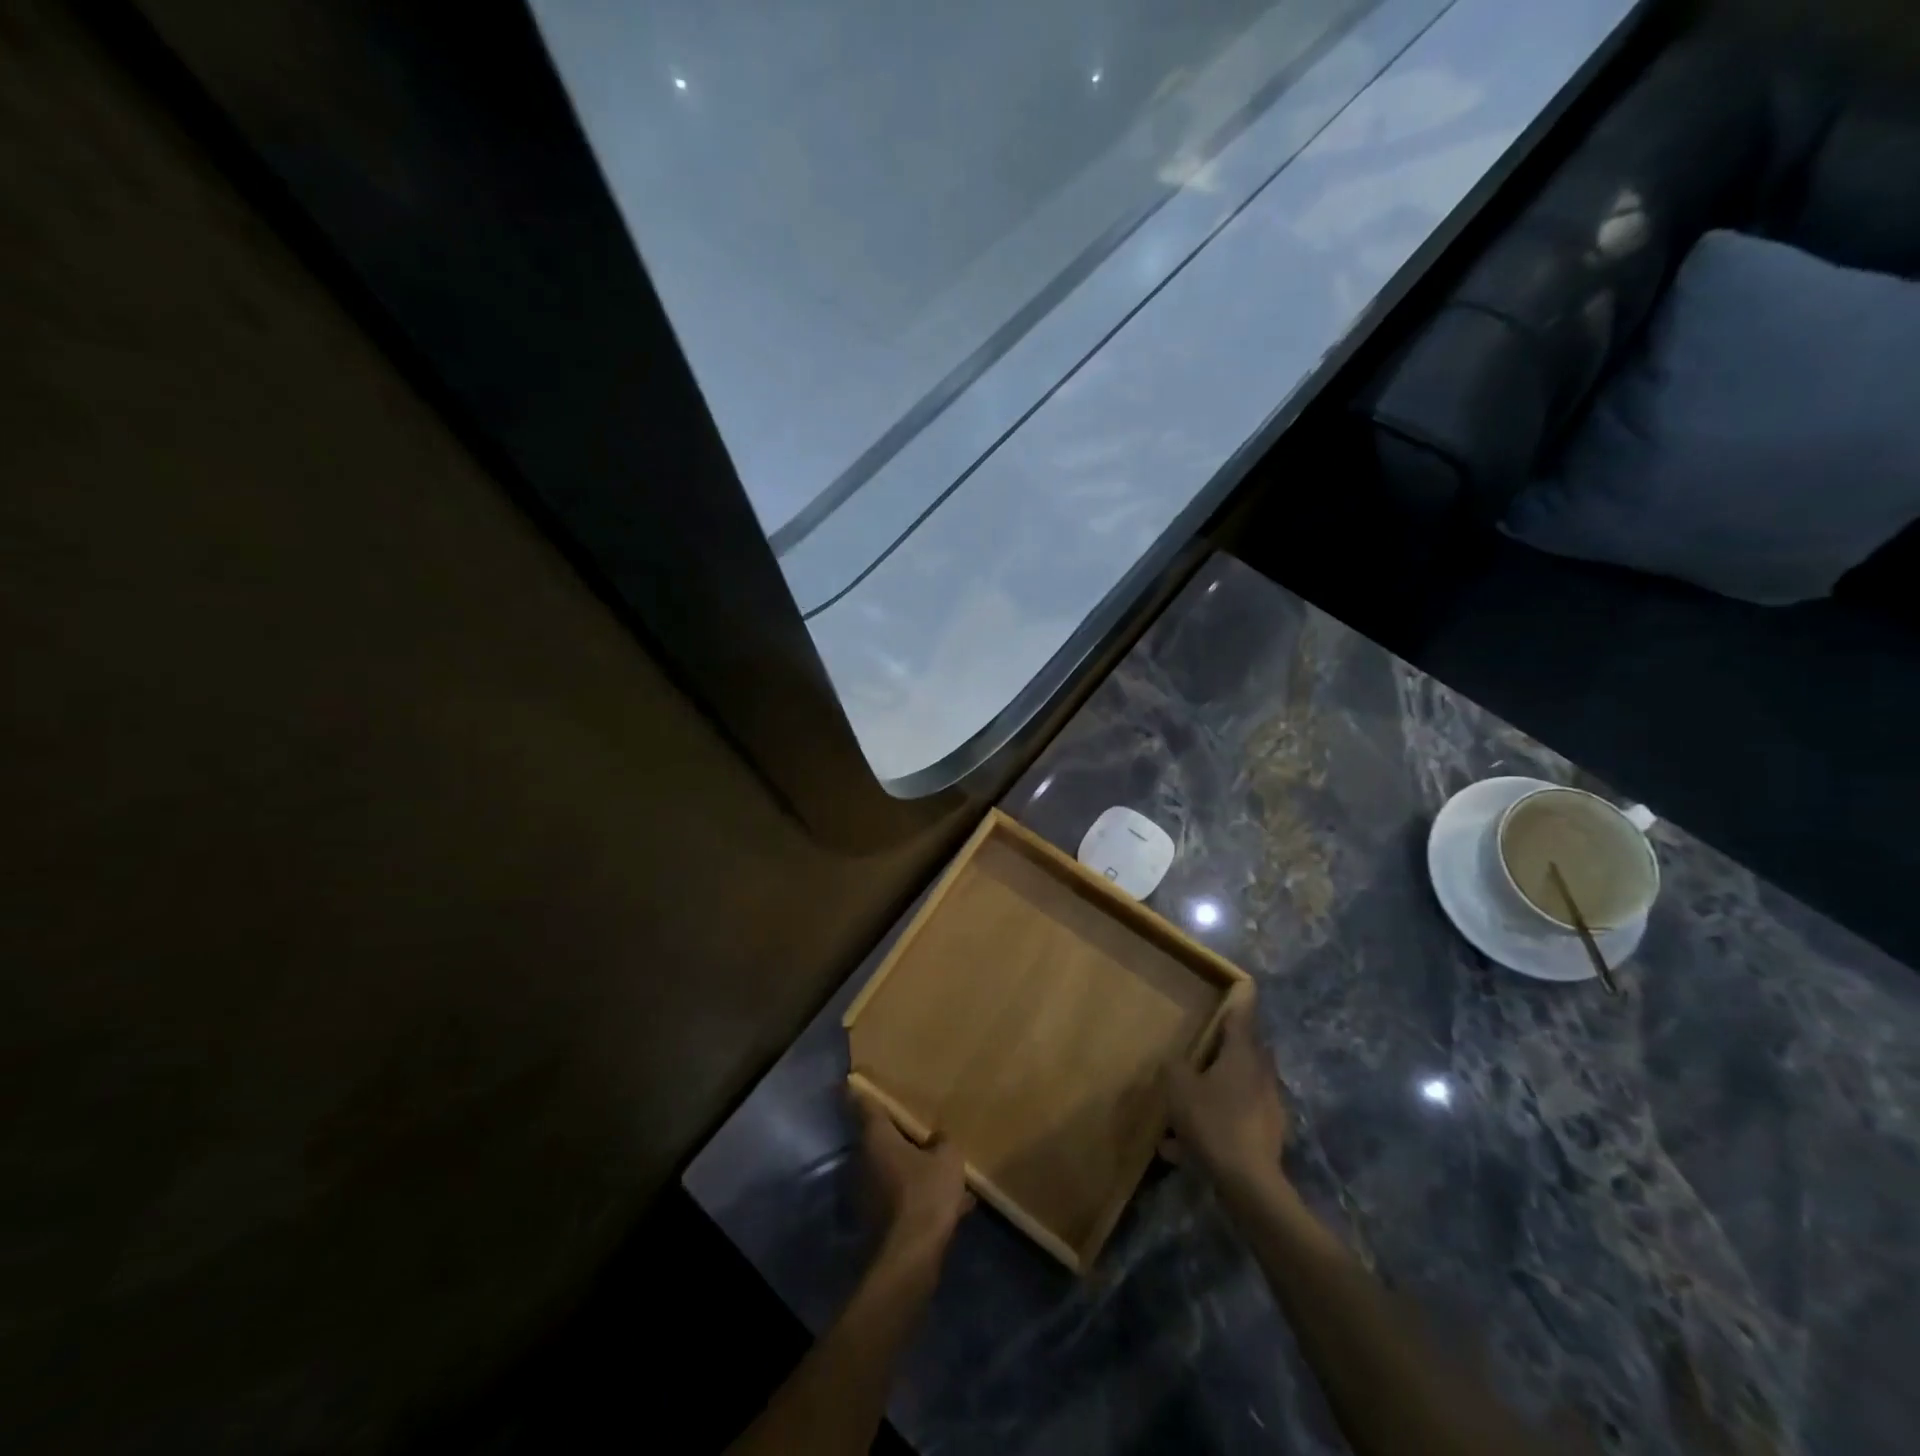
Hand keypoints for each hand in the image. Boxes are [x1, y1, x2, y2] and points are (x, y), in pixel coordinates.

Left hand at [855, 1094, 974, 1260]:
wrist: (911, 1256)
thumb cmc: (926, 1193)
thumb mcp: (947, 1159)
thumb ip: (943, 1141)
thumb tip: (938, 1138)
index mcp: (877, 1138)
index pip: (866, 1106)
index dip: (862, 1092)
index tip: (855, 1082)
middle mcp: (865, 1160)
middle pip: (879, 1138)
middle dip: (897, 1133)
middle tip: (917, 1124)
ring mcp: (869, 1191)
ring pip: (892, 1168)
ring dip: (911, 1166)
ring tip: (940, 1165)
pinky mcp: (878, 1218)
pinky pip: (901, 1194)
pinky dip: (918, 1193)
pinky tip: (949, 1202)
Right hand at [1162, 995, 1290, 1188]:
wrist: (1249, 1183)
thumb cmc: (1213, 1121)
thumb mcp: (1179, 1088)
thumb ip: (1174, 1067)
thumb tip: (1175, 1061)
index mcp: (1243, 1053)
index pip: (1244, 1014)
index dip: (1241, 996)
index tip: (1243, 982)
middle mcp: (1261, 1073)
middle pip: (1245, 1049)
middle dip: (1225, 1046)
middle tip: (1201, 1047)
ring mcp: (1269, 1104)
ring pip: (1239, 1085)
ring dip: (1216, 1088)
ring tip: (1182, 1109)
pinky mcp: (1268, 1133)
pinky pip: (1237, 1116)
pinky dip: (1216, 1121)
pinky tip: (1184, 1148)